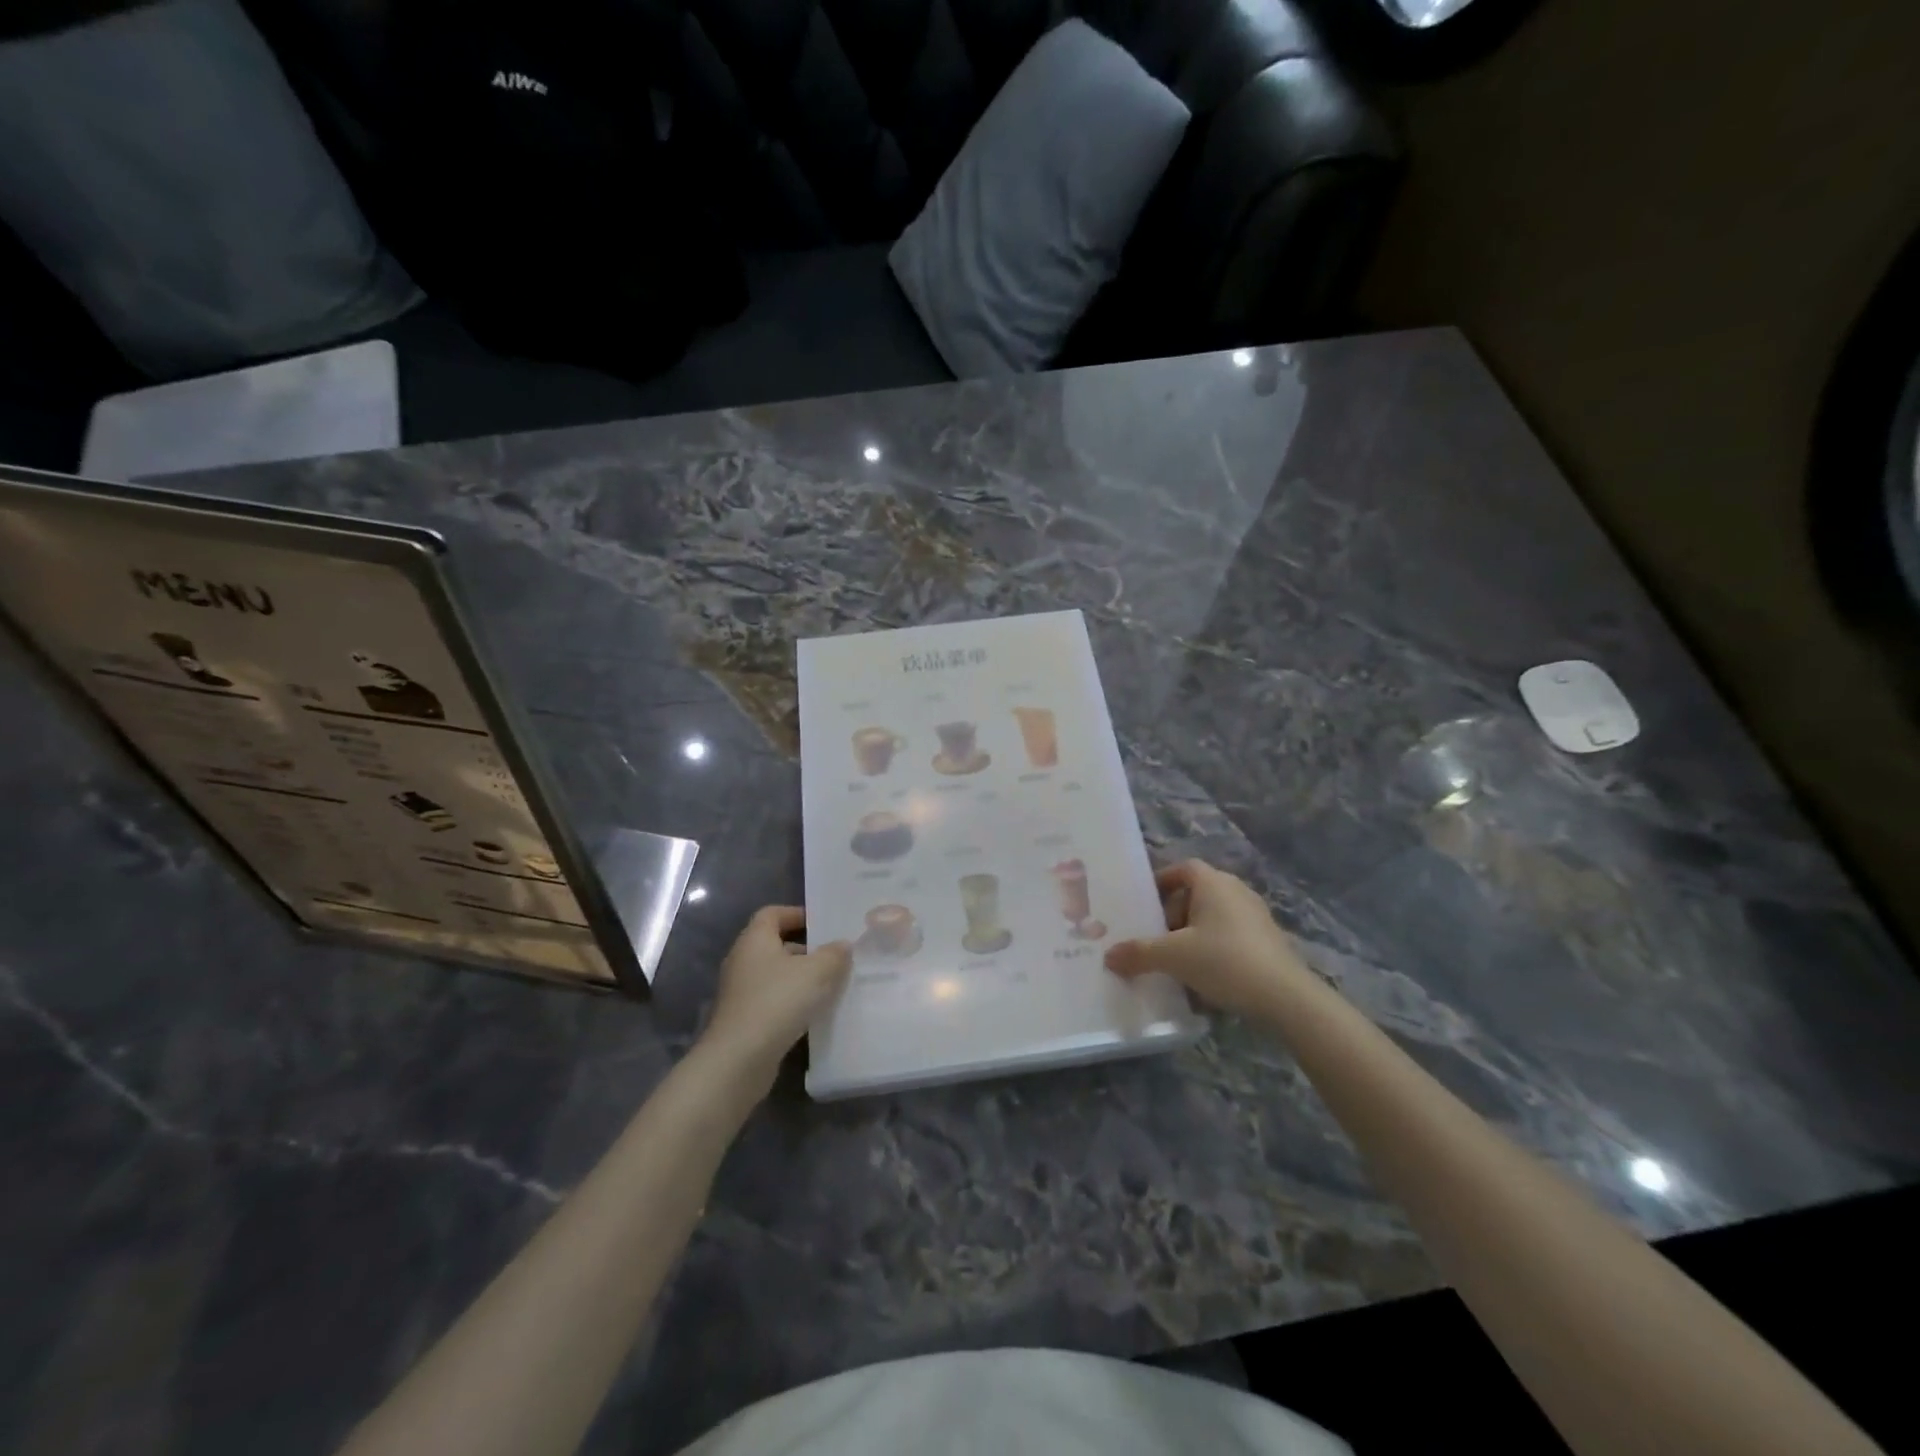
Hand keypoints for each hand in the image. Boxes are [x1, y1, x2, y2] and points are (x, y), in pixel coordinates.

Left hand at [700, 906, 850, 1091]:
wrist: (739, 1059)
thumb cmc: (777, 1002)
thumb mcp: (817, 972)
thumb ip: (834, 954)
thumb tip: (842, 945)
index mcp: (755, 940)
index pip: (772, 913)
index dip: (796, 914)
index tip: (822, 924)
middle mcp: (743, 960)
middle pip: (775, 944)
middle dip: (805, 949)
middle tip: (834, 957)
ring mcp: (740, 992)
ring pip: (775, 974)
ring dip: (800, 978)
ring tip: (829, 986)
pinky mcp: (742, 1018)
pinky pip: (771, 999)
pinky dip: (791, 1001)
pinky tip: (812, 1013)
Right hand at [1104, 860, 1312, 1016]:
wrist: (1285, 998)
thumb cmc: (1224, 961)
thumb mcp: (1173, 957)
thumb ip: (1139, 953)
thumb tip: (1109, 956)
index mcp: (1213, 883)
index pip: (1183, 868)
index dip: (1162, 881)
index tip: (1144, 903)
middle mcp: (1236, 891)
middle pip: (1196, 894)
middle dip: (1173, 914)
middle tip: (1155, 938)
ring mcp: (1256, 916)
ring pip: (1213, 918)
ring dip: (1192, 935)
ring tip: (1175, 961)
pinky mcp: (1268, 941)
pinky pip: (1230, 936)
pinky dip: (1213, 949)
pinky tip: (1204, 978)